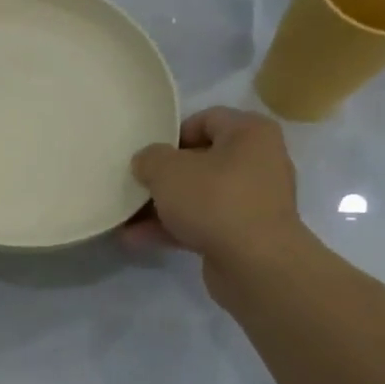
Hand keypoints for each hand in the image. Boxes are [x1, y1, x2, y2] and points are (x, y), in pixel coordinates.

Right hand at [122, 107, 308, 306]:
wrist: (255, 263)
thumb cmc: (214, 201)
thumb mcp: (168, 171)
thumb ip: (149, 159)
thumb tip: (146, 162)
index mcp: (250, 133)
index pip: (206, 119)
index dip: (172, 134)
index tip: (146, 155)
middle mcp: (258, 162)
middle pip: (201, 160)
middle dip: (164, 176)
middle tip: (134, 185)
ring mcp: (253, 201)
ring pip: (199, 196)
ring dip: (162, 207)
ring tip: (126, 217)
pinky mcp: (244, 233)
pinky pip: (203, 223)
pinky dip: (174, 228)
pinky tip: (137, 239)